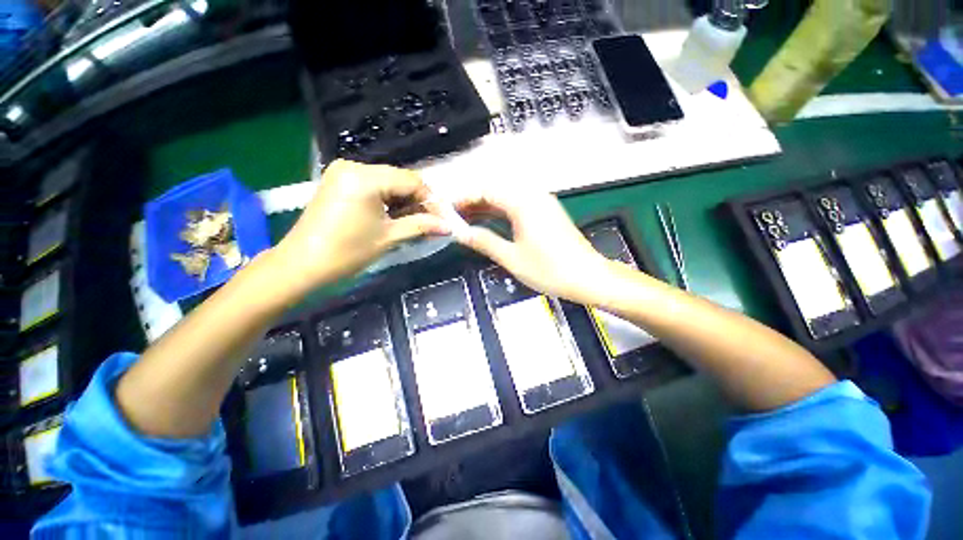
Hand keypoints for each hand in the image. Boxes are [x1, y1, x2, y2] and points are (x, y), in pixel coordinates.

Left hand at [274, 160, 447, 293]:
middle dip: (418, 201)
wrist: (301, 265)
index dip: (431, 201)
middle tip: (431, 223)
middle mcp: (354, 166)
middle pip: (400, 179)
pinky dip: (388, 200)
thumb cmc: (346, 252)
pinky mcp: (339, 181)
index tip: (443, 220)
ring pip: (388, 182)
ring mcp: (344, 172)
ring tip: (415, 222)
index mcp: (366, 177)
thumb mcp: (389, 238)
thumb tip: (448, 226)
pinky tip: (395, 217)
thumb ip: (421, 226)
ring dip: (404, 202)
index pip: (412, 181)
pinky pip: (374, 186)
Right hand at [454, 190, 615, 304]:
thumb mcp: (511, 258)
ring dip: (487, 208)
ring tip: (467, 220)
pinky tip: (490, 223)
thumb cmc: (550, 270)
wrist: (588, 277)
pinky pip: (518, 207)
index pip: (486, 191)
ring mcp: (543, 205)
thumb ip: (484, 242)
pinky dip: (501, 213)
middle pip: (497, 192)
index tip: (449, 209)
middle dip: (474, 202)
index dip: (465, 198)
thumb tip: (461, 233)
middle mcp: (534, 197)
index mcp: (523, 204)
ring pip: (507, 199)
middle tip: (455, 216)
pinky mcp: (547, 214)